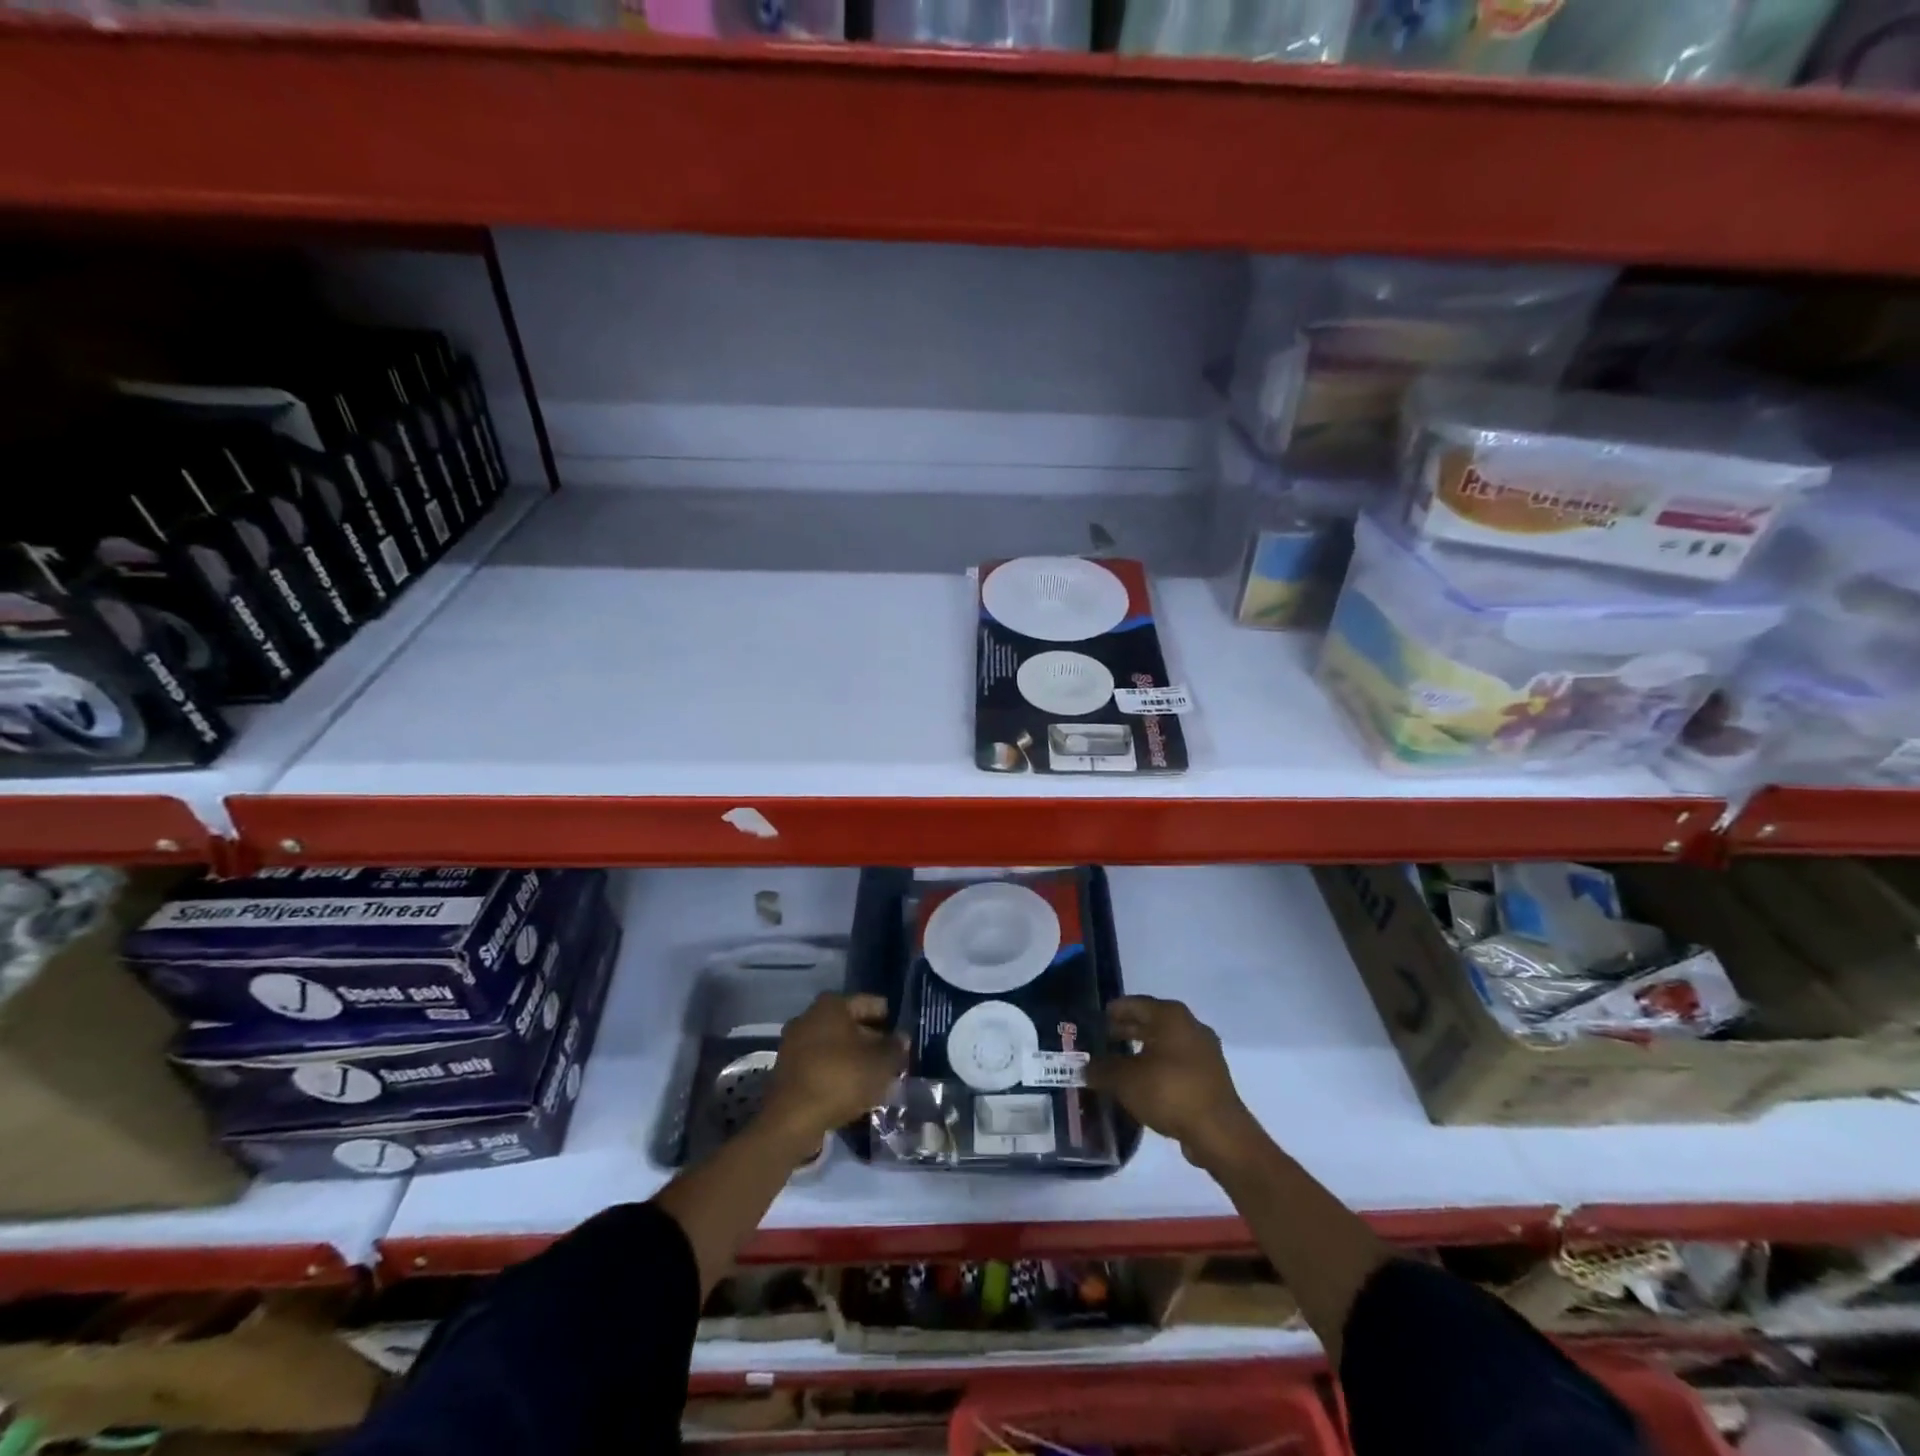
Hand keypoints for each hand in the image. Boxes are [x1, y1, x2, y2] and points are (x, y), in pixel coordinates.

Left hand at [762, 993, 906, 1146]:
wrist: (792, 1120)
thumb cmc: (841, 1078)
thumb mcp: (881, 1064)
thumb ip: (896, 1048)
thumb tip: (901, 1038)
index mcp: (833, 1004)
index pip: (871, 1004)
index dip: (891, 1019)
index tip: (904, 1037)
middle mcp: (810, 1015)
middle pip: (851, 1024)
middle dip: (871, 1040)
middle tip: (892, 1059)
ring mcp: (794, 1042)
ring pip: (835, 1045)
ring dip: (853, 1058)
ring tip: (875, 1077)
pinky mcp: (787, 1069)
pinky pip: (820, 1063)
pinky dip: (836, 1072)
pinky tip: (851, 1089)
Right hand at [1087, 996, 1258, 1168]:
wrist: (1218, 1133)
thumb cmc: (1169, 1091)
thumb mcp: (1125, 1079)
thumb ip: (1101, 1069)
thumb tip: (1085, 1068)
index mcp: (1171, 1016)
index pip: (1135, 1003)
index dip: (1113, 1011)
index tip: (1096, 1019)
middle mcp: (1190, 1026)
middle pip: (1151, 1022)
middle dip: (1126, 1031)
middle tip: (1102, 1041)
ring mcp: (1204, 1053)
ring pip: (1164, 1045)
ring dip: (1142, 1052)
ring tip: (1118, 1065)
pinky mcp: (1210, 1078)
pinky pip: (1176, 1064)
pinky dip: (1158, 1068)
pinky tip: (1142, 1085)